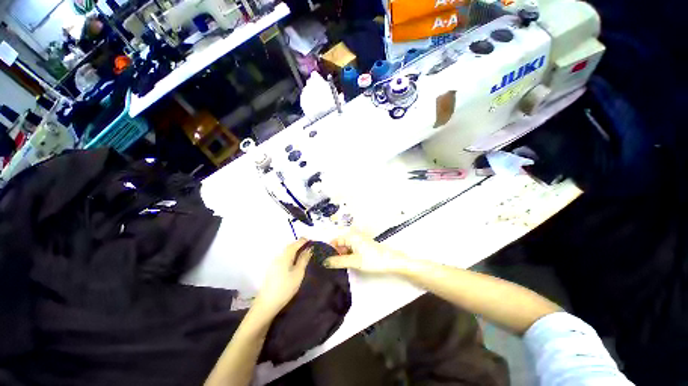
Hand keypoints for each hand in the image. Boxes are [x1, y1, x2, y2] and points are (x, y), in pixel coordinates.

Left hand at [252, 239, 312, 319]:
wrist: (267, 304)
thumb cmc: (285, 288)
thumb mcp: (298, 273)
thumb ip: (304, 260)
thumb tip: (309, 249)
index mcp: (285, 256)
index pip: (295, 244)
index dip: (304, 241)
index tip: (312, 240)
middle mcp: (278, 256)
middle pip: (290, 247)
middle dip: (299, 244)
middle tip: (309, 246)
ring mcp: (274, 263)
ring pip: (286, 252)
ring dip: (295, 250)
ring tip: (304, 253)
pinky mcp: (273, 269)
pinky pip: (284, 257)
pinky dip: (291, 256)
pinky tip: (295, 261)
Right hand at [324, 230, 407, 273]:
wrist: (391, 261)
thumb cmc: (372, 259)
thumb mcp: (354, 261)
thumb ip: (338, 261)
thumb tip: (324, 262)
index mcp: (351, 236)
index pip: (334, 241)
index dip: (328, 250)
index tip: (323, 261)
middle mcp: (353, 236)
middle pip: (339, 244)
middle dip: (334, 254)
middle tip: (329, 266)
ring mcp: (358, 241)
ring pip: (345, 248)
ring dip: (341, 256)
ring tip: (335, 267)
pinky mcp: (362, 247)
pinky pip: (351, 250)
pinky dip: (347, 256)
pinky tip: (345, 265)